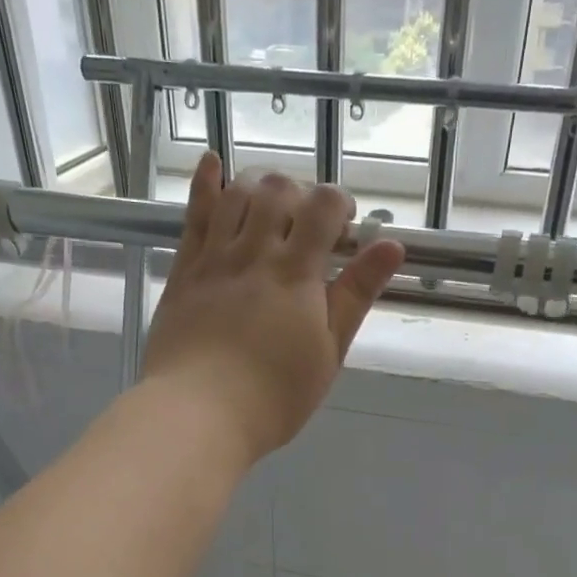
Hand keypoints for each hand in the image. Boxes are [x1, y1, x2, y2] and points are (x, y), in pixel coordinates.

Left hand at [143, 153, 405, 462]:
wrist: (198, 413)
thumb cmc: (274, 396)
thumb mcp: (328, 353)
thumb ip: (356, 295)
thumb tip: (392, 245)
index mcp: (296, 273)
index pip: (324, 206)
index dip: (340, 204)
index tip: (346, 227)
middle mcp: (254, 252)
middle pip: (280, 190)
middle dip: (302, 194)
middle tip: (309, 225)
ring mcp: (214, 258)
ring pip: (238, 193)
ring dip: (262, 185)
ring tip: (273, 204)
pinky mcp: (184, 270)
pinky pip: (194, 214)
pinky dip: (206, 183)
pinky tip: (214, 163)